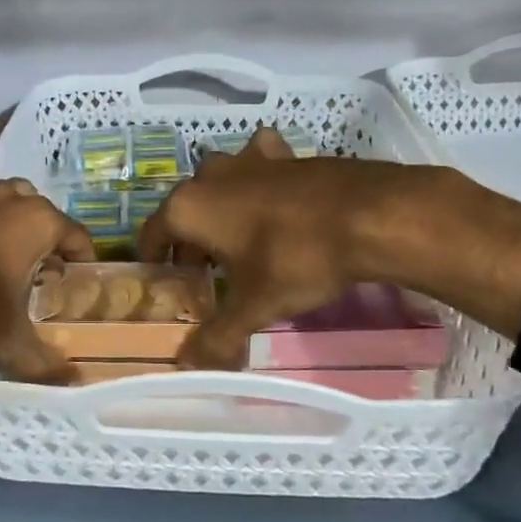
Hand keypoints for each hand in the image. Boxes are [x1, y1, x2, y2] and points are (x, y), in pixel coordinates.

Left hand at [0, 163, 95, 382]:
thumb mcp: (6, 340)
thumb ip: (42, 360)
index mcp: (36, 223)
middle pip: (40, 209)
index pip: (76, 234)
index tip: (80, 282)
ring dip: (9, 213)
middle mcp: (4, 201)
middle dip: (46, 235)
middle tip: (39, 272)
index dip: (83, 259)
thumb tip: (73, 380)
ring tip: (3, 248)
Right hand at [137, 128, 404, 367]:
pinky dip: (259, 181)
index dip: (154, 260)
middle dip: (190, 240)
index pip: (152, 234)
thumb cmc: (296, 259)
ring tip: (238, 240)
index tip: (163, 281)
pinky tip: (275, 199)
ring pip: (220, 183)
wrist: (368, 214)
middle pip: (186, 210)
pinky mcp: (285, 154)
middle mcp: (210, 176)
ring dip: (222, 208)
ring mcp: (249, 159)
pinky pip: (259, 165)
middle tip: (205, 273)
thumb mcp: (254, 306)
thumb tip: (187, 366)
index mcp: (189, 208)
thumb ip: (217, 336)